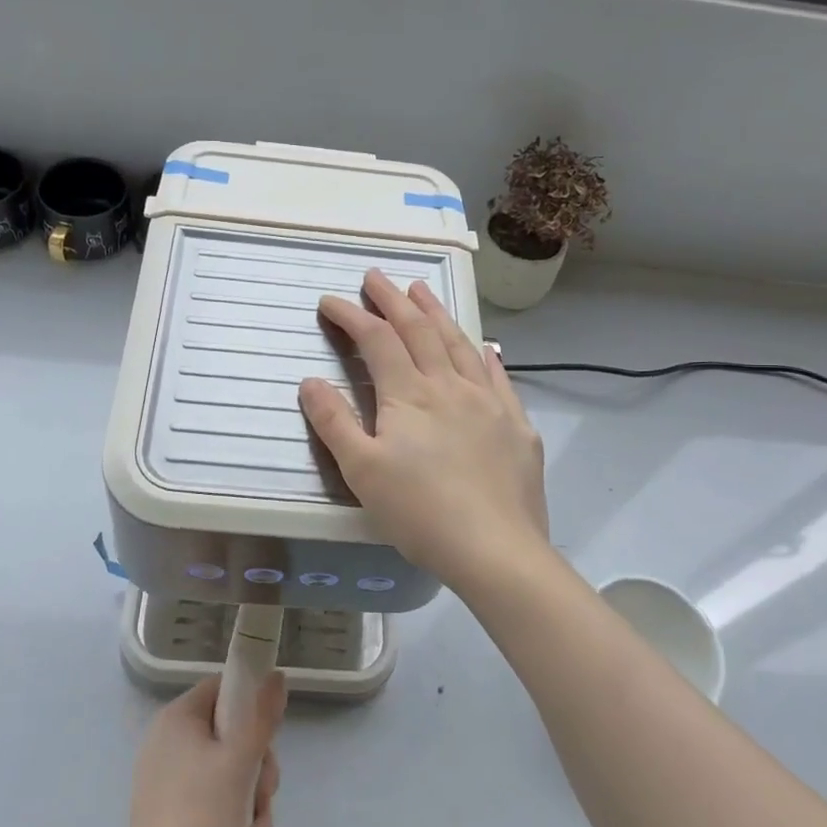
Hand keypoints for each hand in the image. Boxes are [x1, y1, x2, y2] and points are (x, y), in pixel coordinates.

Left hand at [116, 672, 284, 826]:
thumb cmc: (200, 821)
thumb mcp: (240, 763)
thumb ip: (262, 716)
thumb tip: (276, 674)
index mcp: (178, 720)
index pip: (225, 690)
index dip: (252, 710)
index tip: (265, 743)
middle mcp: (172, 744)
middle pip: (236, 741)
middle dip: (258, 782)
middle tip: (260, 804)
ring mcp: (172, 783)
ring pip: (234, 781)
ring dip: (252, 817)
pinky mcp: (176, 818)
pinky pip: (218, 810)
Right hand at [299, 269, 550, 588]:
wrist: (496, 549)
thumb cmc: (420, 512)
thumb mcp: (362, 471)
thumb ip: (334, 422)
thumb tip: (310, 380)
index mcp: (409, 394)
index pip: (376, 340)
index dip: (351, 316)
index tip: (330, 301)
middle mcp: (450, 385)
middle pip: (419, 330)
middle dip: (393, 300)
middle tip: (376, 277)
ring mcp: (488, 401)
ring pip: (459, 343)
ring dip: (436, 313)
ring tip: (421, 290)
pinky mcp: (516, 424)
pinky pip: (497, 375)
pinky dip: (484, 353)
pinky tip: (483, 345)